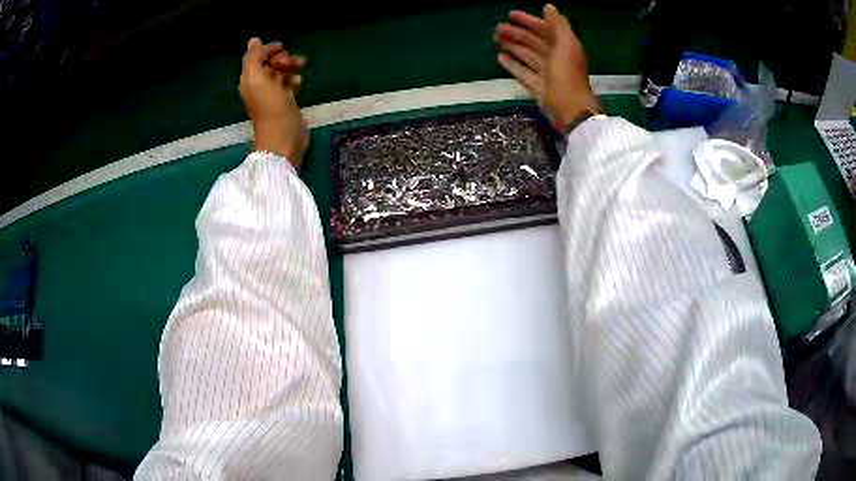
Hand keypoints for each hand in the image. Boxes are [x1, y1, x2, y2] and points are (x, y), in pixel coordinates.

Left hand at [239, 38, 307, 167]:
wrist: (283, 137)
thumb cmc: (270, 107)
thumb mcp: (257, 78)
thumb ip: (253, 58)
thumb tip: (253, 40)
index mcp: (250, 79)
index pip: (256, 57)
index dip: (268, 49)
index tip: (283, 48)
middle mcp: (259, 85)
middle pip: (270, 63)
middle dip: (282, 58)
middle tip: (293, 62)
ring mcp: (272, 94)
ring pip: (281, 72)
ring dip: (291, 66)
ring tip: (301, 67)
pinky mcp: (285, 102)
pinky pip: (289, 84)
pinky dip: (294, 79)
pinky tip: (299, 81)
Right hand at [495, 4, 602, 133]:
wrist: (570, 109)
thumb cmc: (567, 75)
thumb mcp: (565, 44)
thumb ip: (558, 25)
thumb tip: (548, 6)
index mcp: (564, 46)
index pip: (544, 29)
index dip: (529, 21)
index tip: (510, 15)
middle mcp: (555, 58)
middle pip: (534, 42)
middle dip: (516, 33)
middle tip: (497, 29)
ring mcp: (547, 73)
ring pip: (527, 56)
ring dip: (513, 46)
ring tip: (496, 40)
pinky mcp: (539, 87)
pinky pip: (524, 72)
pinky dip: (513, 64)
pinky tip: (500, 58)